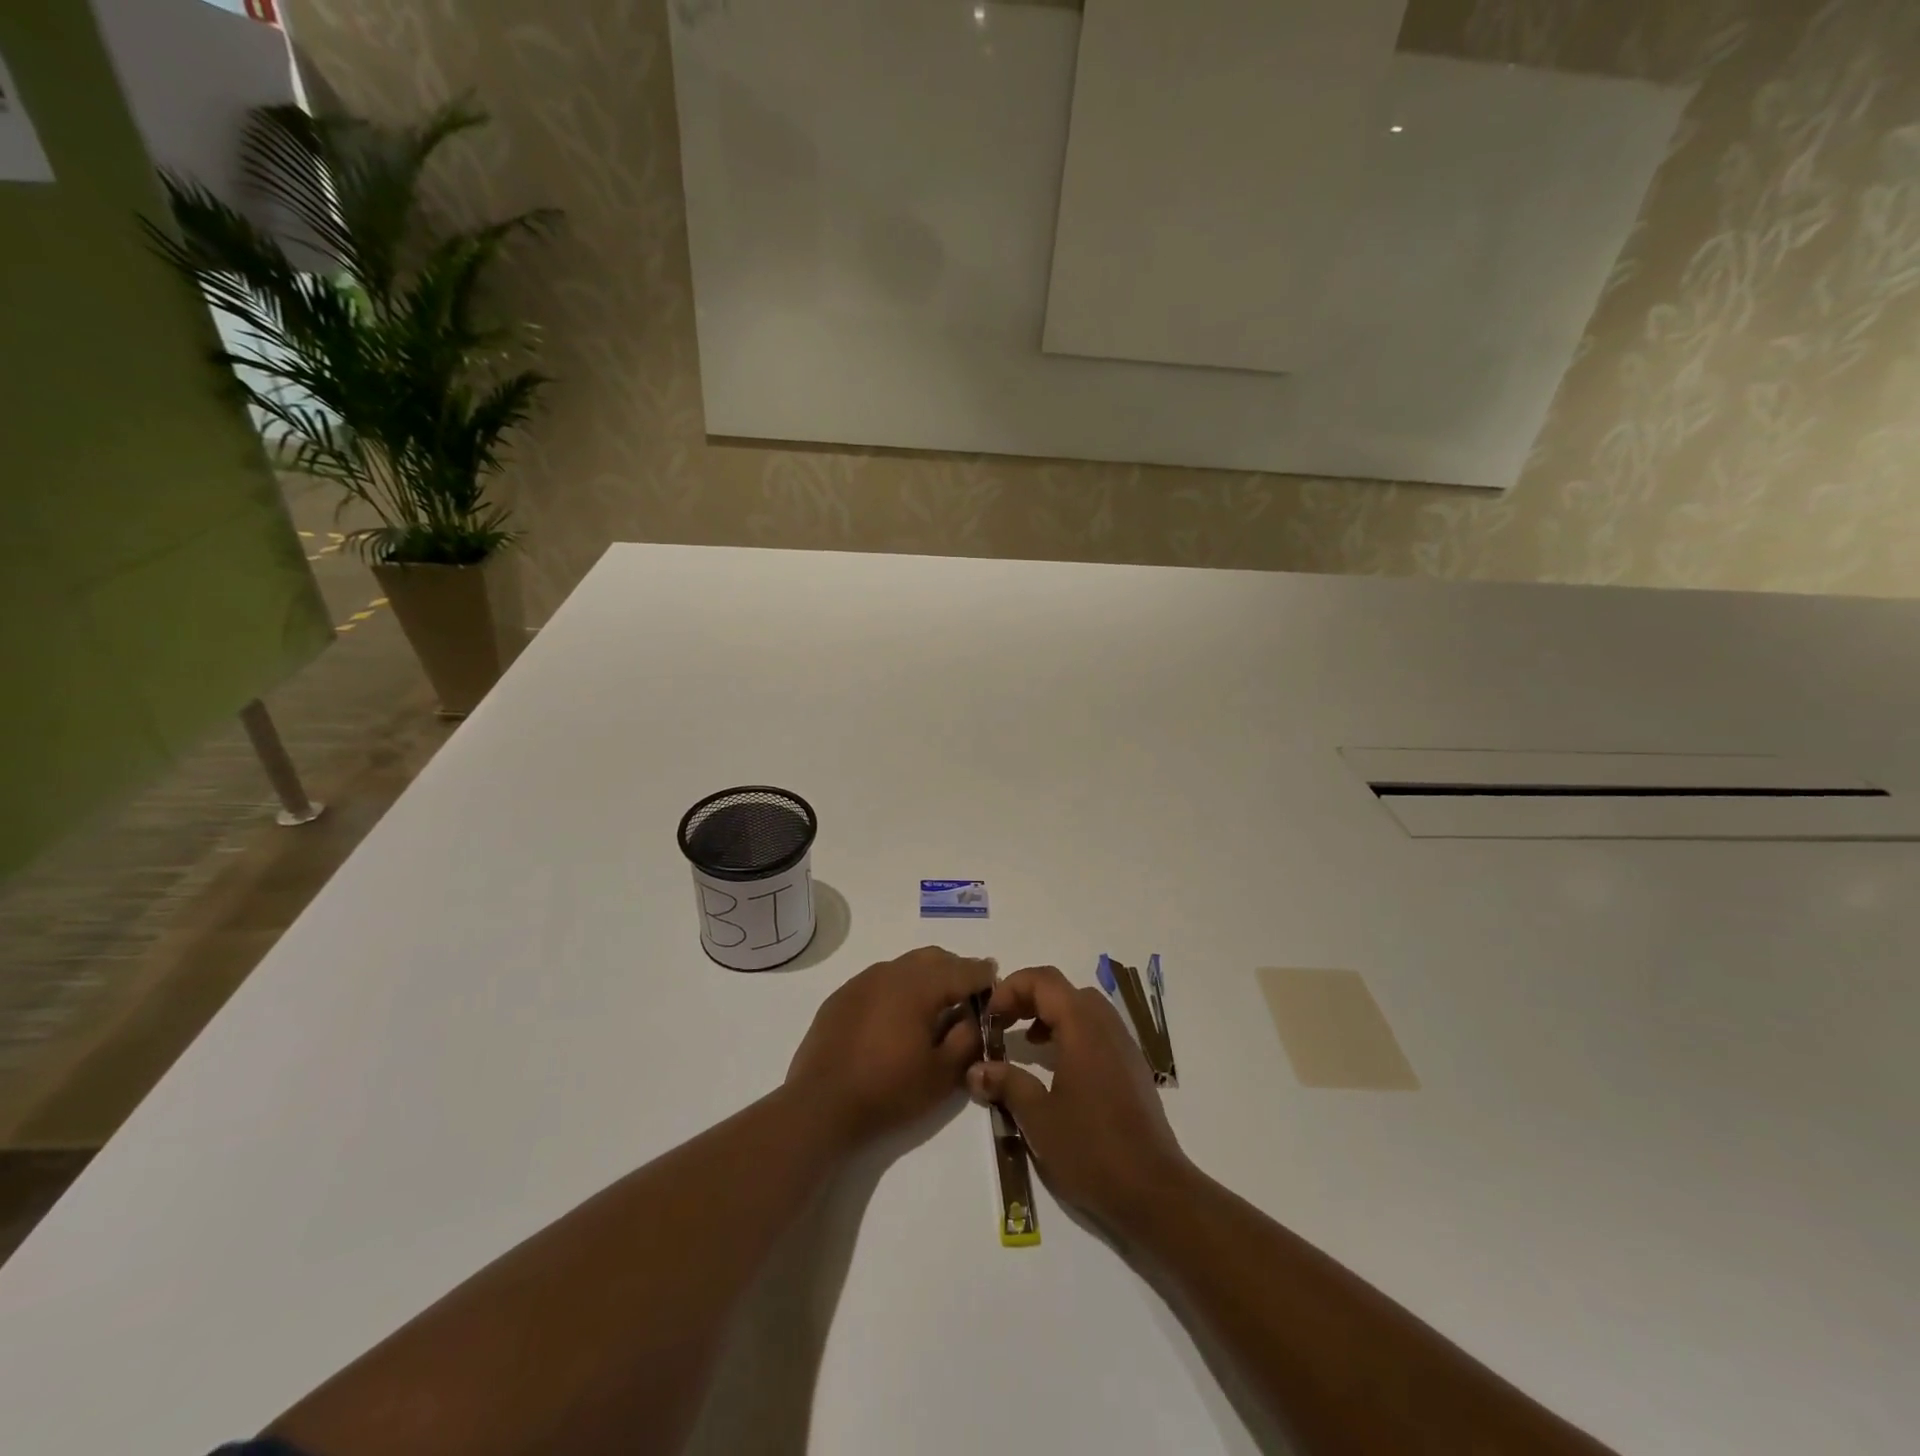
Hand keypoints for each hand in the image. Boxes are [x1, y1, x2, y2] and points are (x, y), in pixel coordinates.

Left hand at [787, 946, 996, 1147]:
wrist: (820, 1105)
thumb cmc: (888, 1090)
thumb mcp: (942, 1073)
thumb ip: (967, 1038)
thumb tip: (973, 1016)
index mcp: (919, 985)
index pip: (962, 969)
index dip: (983, 975)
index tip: (996, 981)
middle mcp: (890, 972)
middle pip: (933, 958)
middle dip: (956, 970)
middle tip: (968, 996)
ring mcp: (862, 981)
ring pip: (905, 965)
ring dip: (926, 977)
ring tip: (934, 1007)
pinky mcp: (841, 996)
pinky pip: (879, 980)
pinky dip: (898, 989)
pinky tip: (897, 1017)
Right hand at [968, 965, 1189, 1230]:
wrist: (1154, 1191)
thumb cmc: (1091, 1150)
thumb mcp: (1038, 1117)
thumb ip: (1006, 1083)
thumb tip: (976, 1069)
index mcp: (1083, 1027)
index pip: (1044, 980)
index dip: (1011, 988)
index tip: (989, 1015)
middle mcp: (1106, 1025)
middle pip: (1063, 990)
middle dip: (1028, 998)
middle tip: (1002, 1024)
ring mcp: (1124, 1045)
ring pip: (1082, 1008)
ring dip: (1050, 1014)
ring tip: (1026, 1042)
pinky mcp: (1131, 1067)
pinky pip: (1097, 1030)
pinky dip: (1071, 1033)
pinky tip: (1056, 1068)